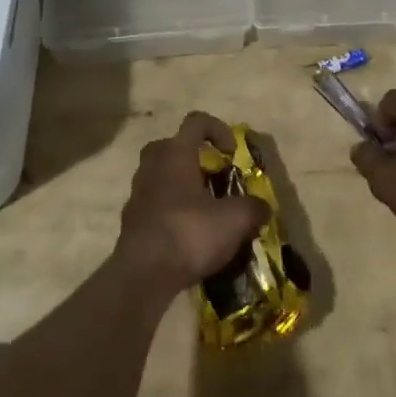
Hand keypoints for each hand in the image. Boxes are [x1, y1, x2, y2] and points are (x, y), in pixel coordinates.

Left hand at [117, 113, 270, 294]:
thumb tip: (264, 208)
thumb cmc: (189, 233)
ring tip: (203, 209)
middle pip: (172, 146)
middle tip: (212, 177)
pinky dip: (170, 210)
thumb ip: (253, 208)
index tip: (231, 153)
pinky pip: (154, 203)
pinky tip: (187, 234)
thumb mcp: (234, 220)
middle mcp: (153, 165)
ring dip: (181, 185)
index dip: (218, 129)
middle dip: (193, 157)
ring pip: (160, 175)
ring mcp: (138, 192)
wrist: (143, 275)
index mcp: (176, 153)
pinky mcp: (131, 220)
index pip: (196, 121)